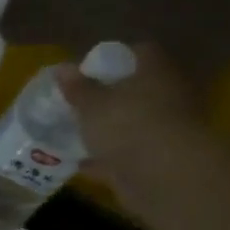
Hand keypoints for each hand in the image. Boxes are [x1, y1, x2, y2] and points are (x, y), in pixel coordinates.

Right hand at [56, 44, 204, 191]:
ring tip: (76, 132)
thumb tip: (61, 68)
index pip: (141, 53)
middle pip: (137, 89)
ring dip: (109, 128)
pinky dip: (106, 158)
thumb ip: (77, 88)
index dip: (114, 58)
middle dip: (109, 96)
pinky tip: (80, 162)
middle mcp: (167, 97)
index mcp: (156, 73)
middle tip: (79, 102)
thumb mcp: (92, 104)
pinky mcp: (158, 161)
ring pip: (133, 123)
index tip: (89, 70)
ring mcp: (165, 130)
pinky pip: (127, 154)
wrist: (164, 176)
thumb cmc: (127, 125)